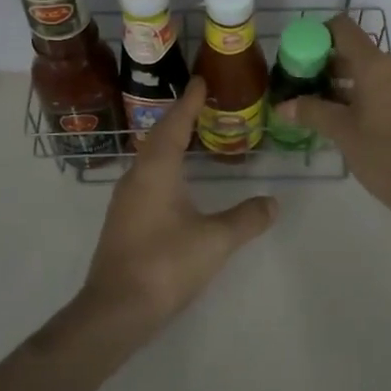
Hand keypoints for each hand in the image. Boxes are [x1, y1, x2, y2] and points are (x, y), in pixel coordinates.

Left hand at [77, 77, 276, 340]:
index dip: (189, 102)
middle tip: (200, 102)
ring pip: (149, 157)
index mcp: (156, 170)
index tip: (200, 80)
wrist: (116, 310)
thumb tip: (274, 202)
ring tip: (191, 134)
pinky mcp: (124, 219)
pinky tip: (175, 178)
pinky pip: (146, 176)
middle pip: (158, 136)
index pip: (175, 124)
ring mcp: (126, 199)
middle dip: (179, 117)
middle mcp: (137, 176)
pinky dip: (163, 164)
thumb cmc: (165, 264)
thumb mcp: (215, 241)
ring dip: (169, 140)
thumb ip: (246, 219)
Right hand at [276, 14, 390, 218]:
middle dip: (331, 67)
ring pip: (376, 72)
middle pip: (359, 52)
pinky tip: (358, 120)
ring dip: (351, 84)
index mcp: (377, 65)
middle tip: (309, 89)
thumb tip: (282, 105)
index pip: (344, 28)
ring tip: (329, 109)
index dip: (320, 35)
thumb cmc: (382, 154)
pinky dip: (372, 95)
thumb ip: (311, 112)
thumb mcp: (341, 132)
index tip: (302, 56)